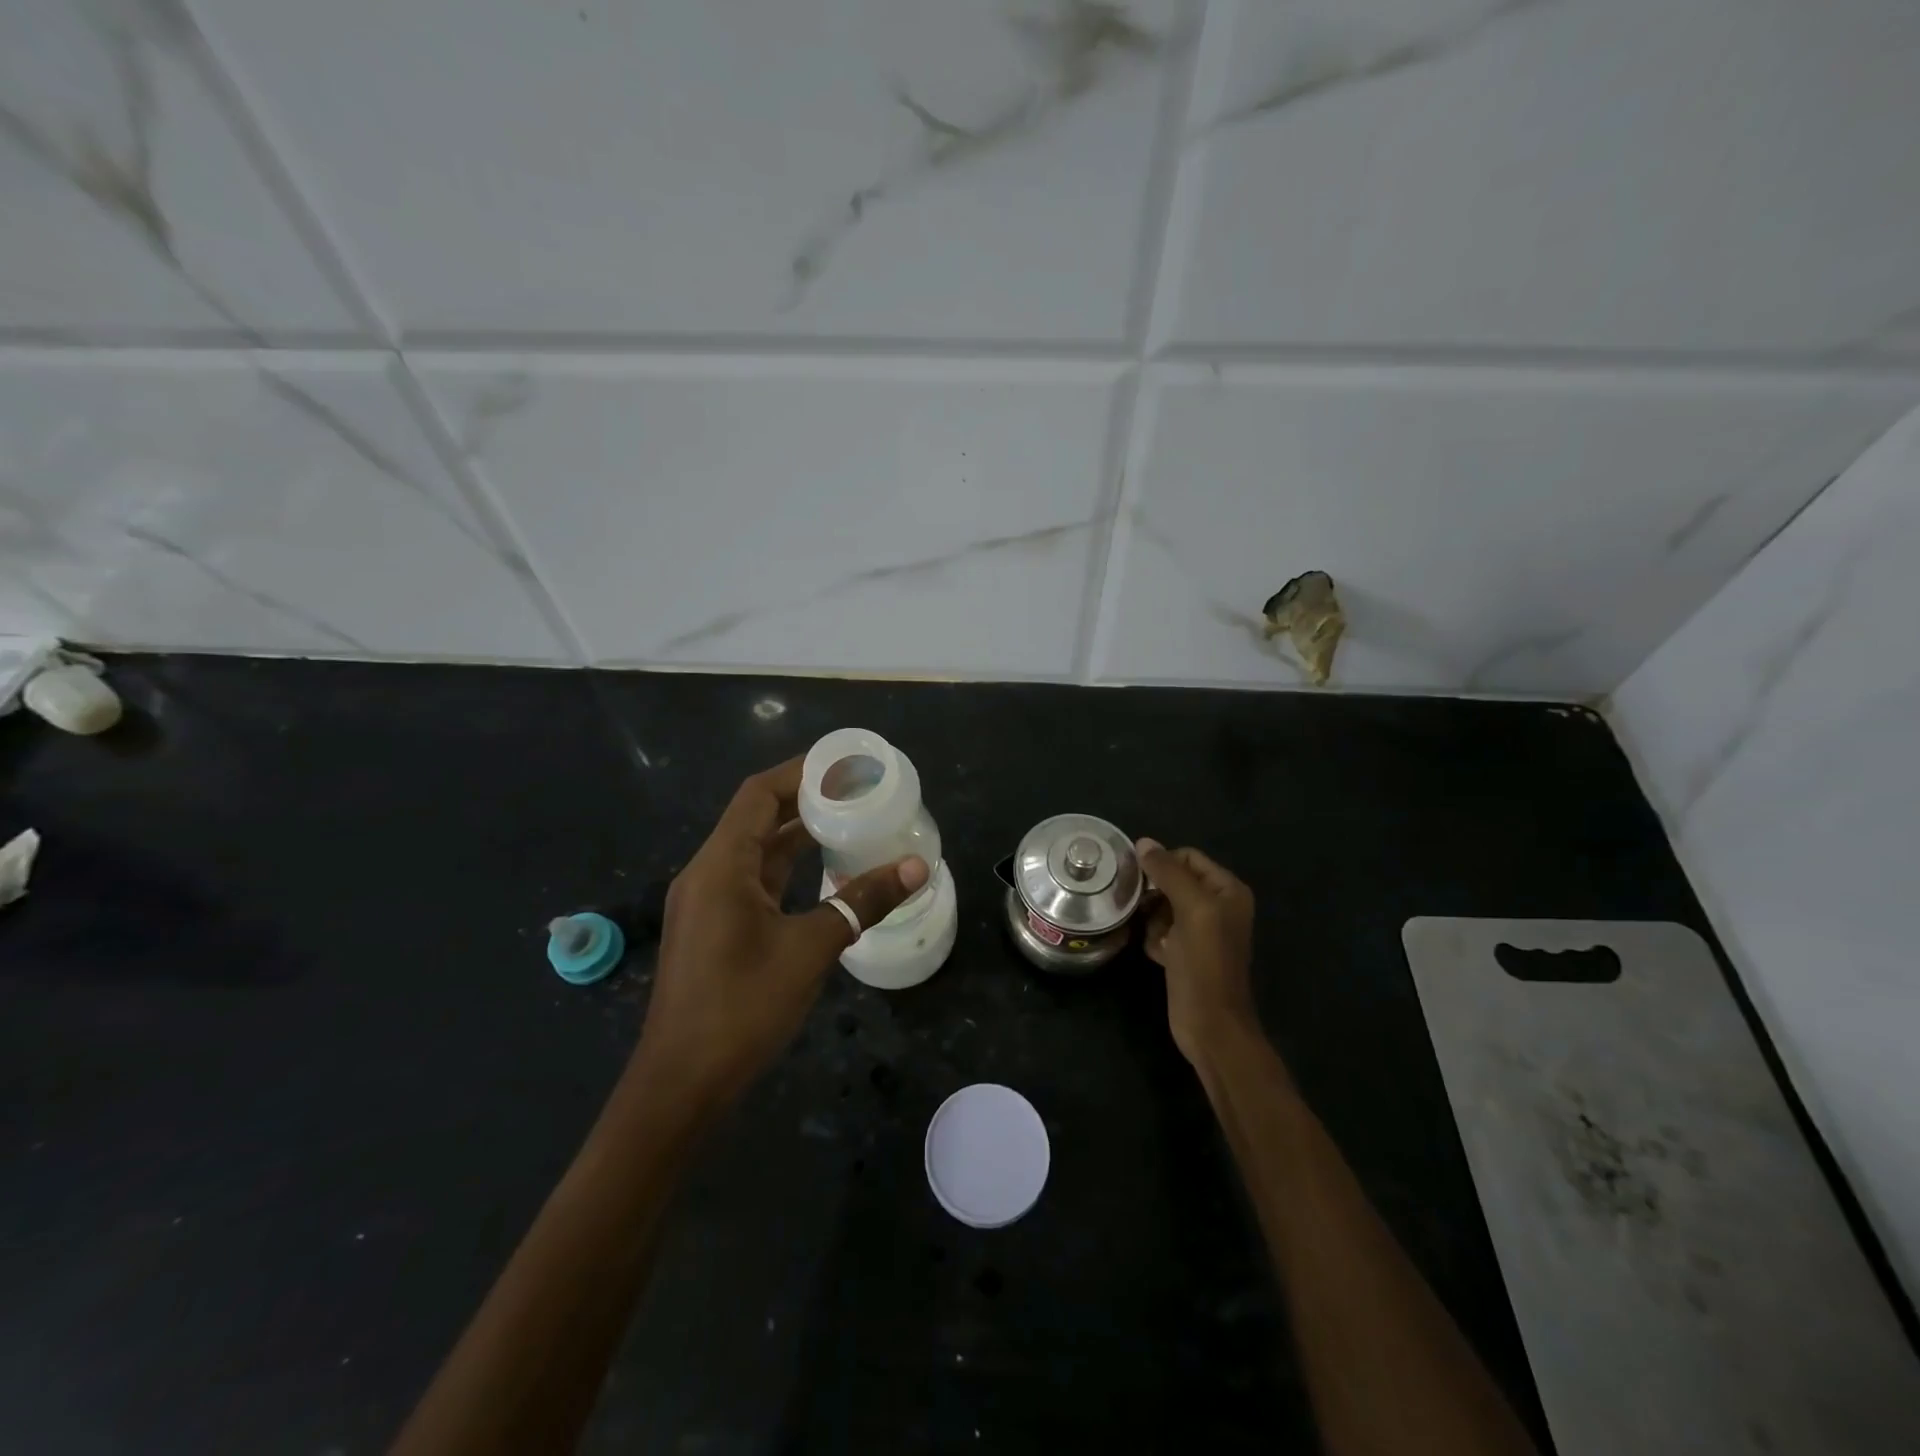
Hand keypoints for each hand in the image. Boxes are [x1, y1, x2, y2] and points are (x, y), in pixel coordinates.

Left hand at [633, 757, 927, 1111]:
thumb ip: (862, 902)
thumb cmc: (742, 1008)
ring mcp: (707, 903)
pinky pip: (753, 880)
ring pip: (755, 851)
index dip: (800, 773)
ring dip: (796, 834)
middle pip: (756, 817)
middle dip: (804, 800)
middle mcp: (708, 874)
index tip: (845, 765)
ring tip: (848, 820)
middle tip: (857, 790)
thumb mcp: (810, 949)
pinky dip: (787, 868)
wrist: (682, 1085)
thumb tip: (917, 866)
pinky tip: (822, 872)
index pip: (758, 795)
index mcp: (721, 866)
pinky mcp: (714, 928)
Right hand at [1136, 840, 1258, 1067]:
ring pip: (1162, 906)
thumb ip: (1169, 873)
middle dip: (1154, 894)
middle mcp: (1217, 906)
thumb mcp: (1191, 910)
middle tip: (1141, 908)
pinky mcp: (1184, 952)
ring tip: (1155, 937)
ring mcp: (1200, 931)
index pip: (1187, 857)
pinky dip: (1154, 938)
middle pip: (1173, 881)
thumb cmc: (1205, 964)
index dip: (1162, 865)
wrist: (1210, 1025)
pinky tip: (1156, 954)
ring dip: (1152, 918)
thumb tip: (1143, 842)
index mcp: (1227, 890)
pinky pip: (1159, 930)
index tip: (1139, 880)